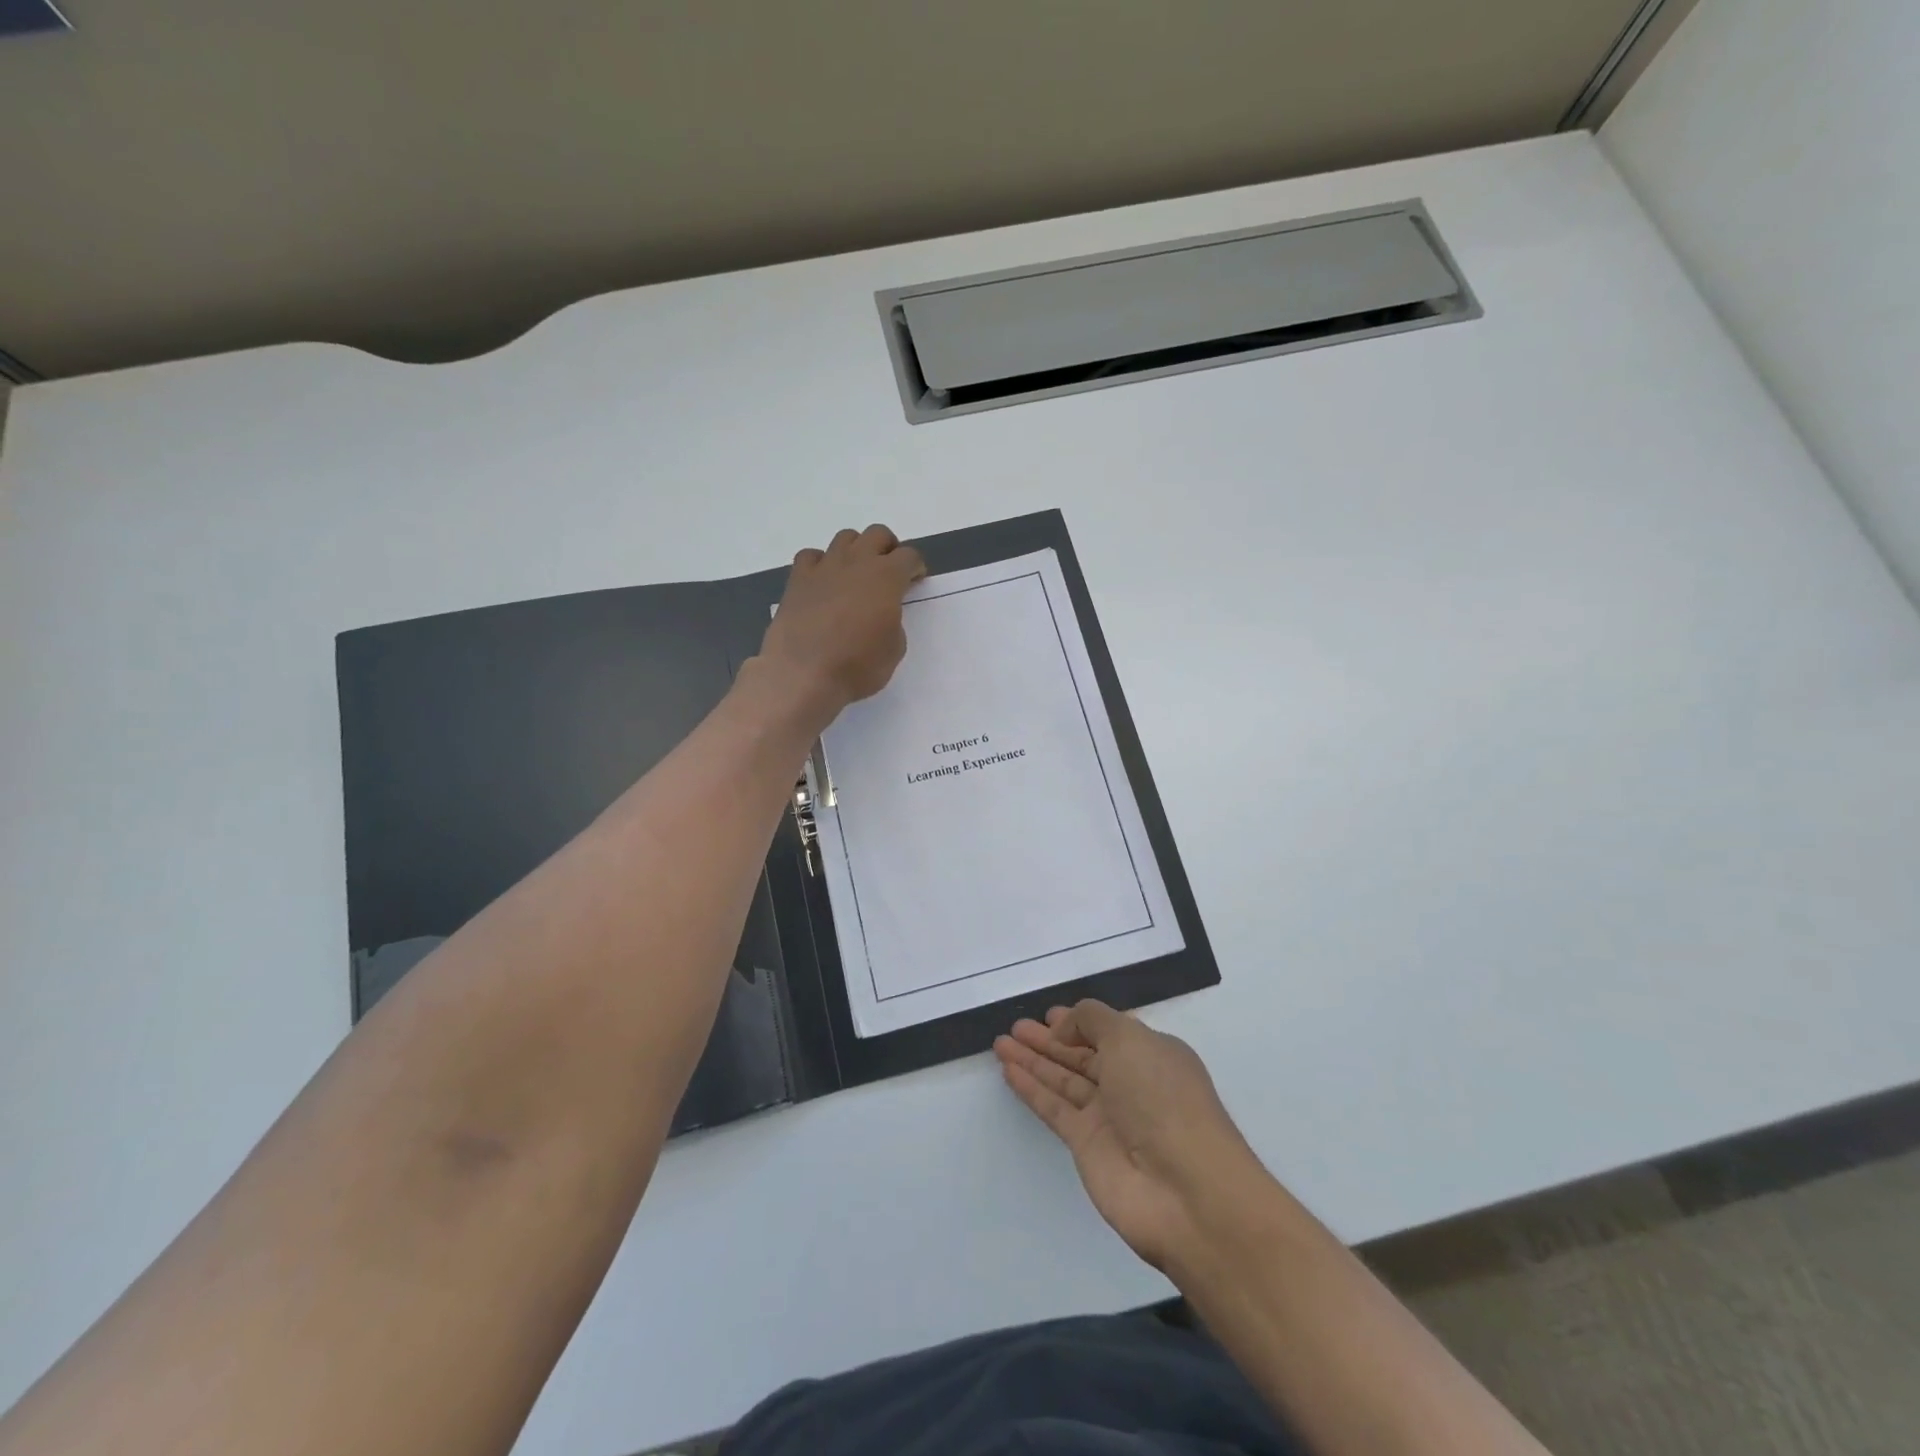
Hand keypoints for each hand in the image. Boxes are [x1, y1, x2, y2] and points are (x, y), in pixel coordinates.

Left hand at [759, 524, 925, 716]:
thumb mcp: (894, 649)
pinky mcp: (797, 580)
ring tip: (856, 575)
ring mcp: (824, 568)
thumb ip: (893, 621)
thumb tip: (881, 614)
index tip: (914, 581)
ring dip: (856, 550)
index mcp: (886, 577)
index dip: (915, 567)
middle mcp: (856, 562)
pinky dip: (820, 563)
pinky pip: (811, 556)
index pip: (909, 556)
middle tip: (889, 572)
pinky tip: (823, 582)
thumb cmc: (857, 666)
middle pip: (877, 534)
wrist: (804, 674)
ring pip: (845, 538)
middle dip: (888, 548)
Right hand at [995, 1001, 1265, 1271]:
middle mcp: (1131, 1083)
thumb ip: (1092, 1021)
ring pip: (1063, 1080)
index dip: (1079, 1022)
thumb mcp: (1130, 1038)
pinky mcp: (1087, 1146)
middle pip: (1081, 1055)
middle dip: (1049, 1040)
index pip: (1109, 1032)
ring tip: (1000, 1042)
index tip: (1049, 1014)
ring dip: (1033, 1060)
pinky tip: (1008, 1071)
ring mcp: (1108, 1116)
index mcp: (1151, 1054)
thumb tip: (1065, 1028)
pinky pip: (1053, 1108)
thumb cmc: (1163, 1098)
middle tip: (1015, 1028)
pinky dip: (1031, 1088)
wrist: (1185, 1191)